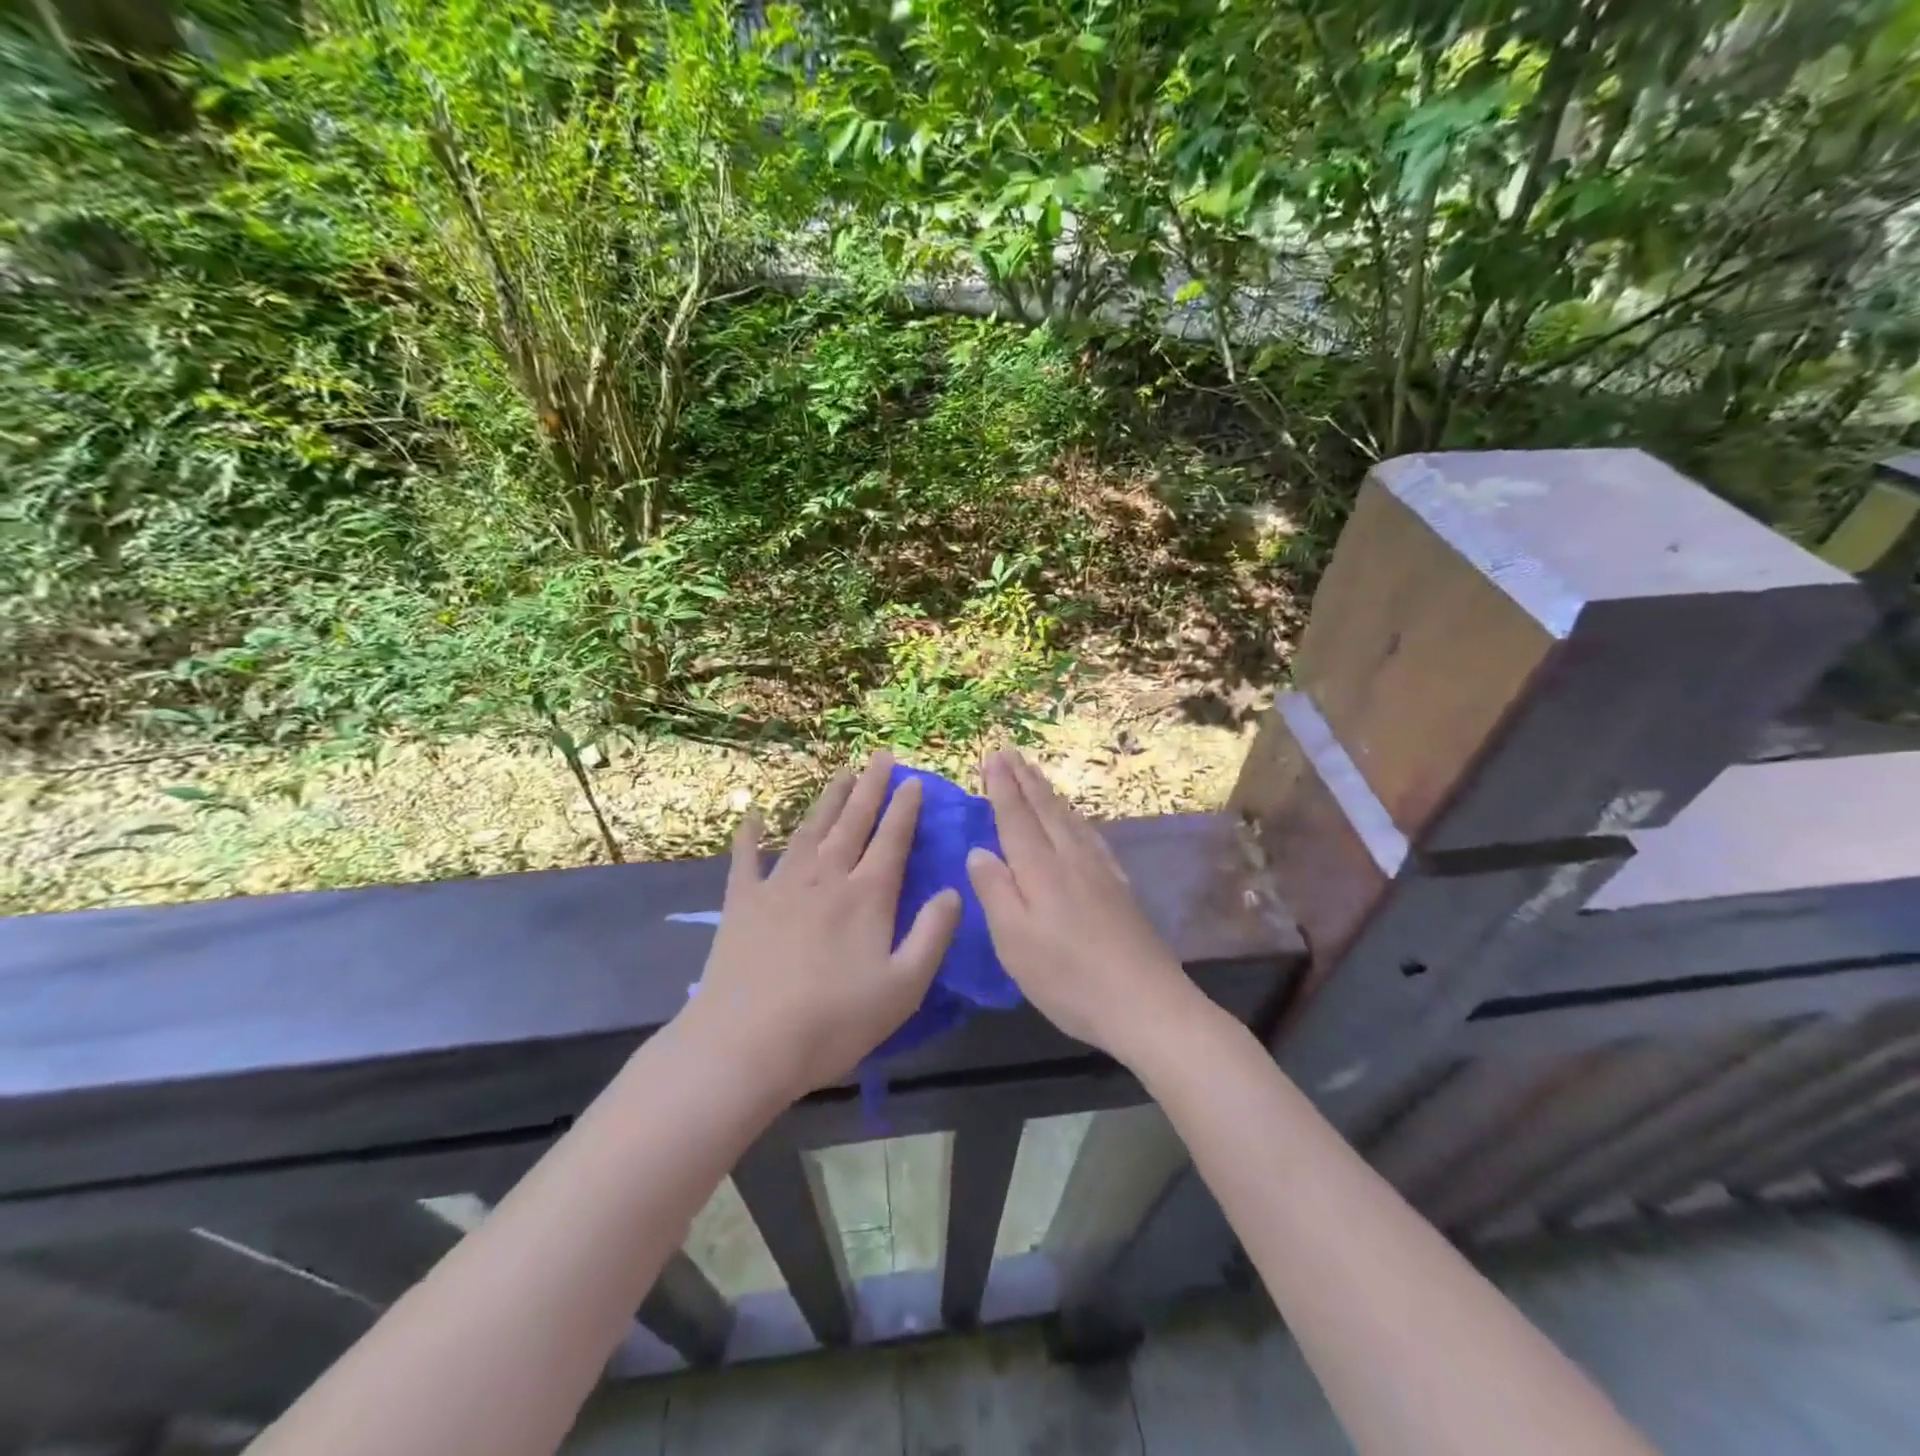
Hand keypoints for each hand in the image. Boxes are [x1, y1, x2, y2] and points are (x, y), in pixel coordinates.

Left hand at [682, 751, 961, 1099]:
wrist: (746, 1044)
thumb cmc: (833, 1022)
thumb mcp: (903, 987)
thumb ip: (933, 935)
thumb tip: (953, 890)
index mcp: (867, 896)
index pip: (892, 839)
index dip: (905, 808)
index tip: (914, 780)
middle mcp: (826, 877)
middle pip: (853, 822)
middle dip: (870, 787)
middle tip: (881, 757)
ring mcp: (780, 885)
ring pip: (810, 830)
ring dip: (828, 800)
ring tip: (842, 774)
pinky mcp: (742, 903)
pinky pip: (746, 859)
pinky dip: (749, 835)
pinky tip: (752, 815)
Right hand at [965, 750, 1199, 1063]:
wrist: (1147, 1003)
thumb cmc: (1069, 978)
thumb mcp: (1015, 942)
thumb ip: (995, 892)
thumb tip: (979, 851)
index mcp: (1040, 871)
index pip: (1016, 818)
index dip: (1002, 787)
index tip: (992, 756)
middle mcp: (1071, 860)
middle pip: (1045, 810)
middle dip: (1025, 780)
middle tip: (1010, 752)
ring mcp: (1100, 872)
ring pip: (1070, 820)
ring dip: (1049, 794)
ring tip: (1037, 775)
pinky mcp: (1119, 888)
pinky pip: (1091, 837)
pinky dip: (1077, 819)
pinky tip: (1079, 823)